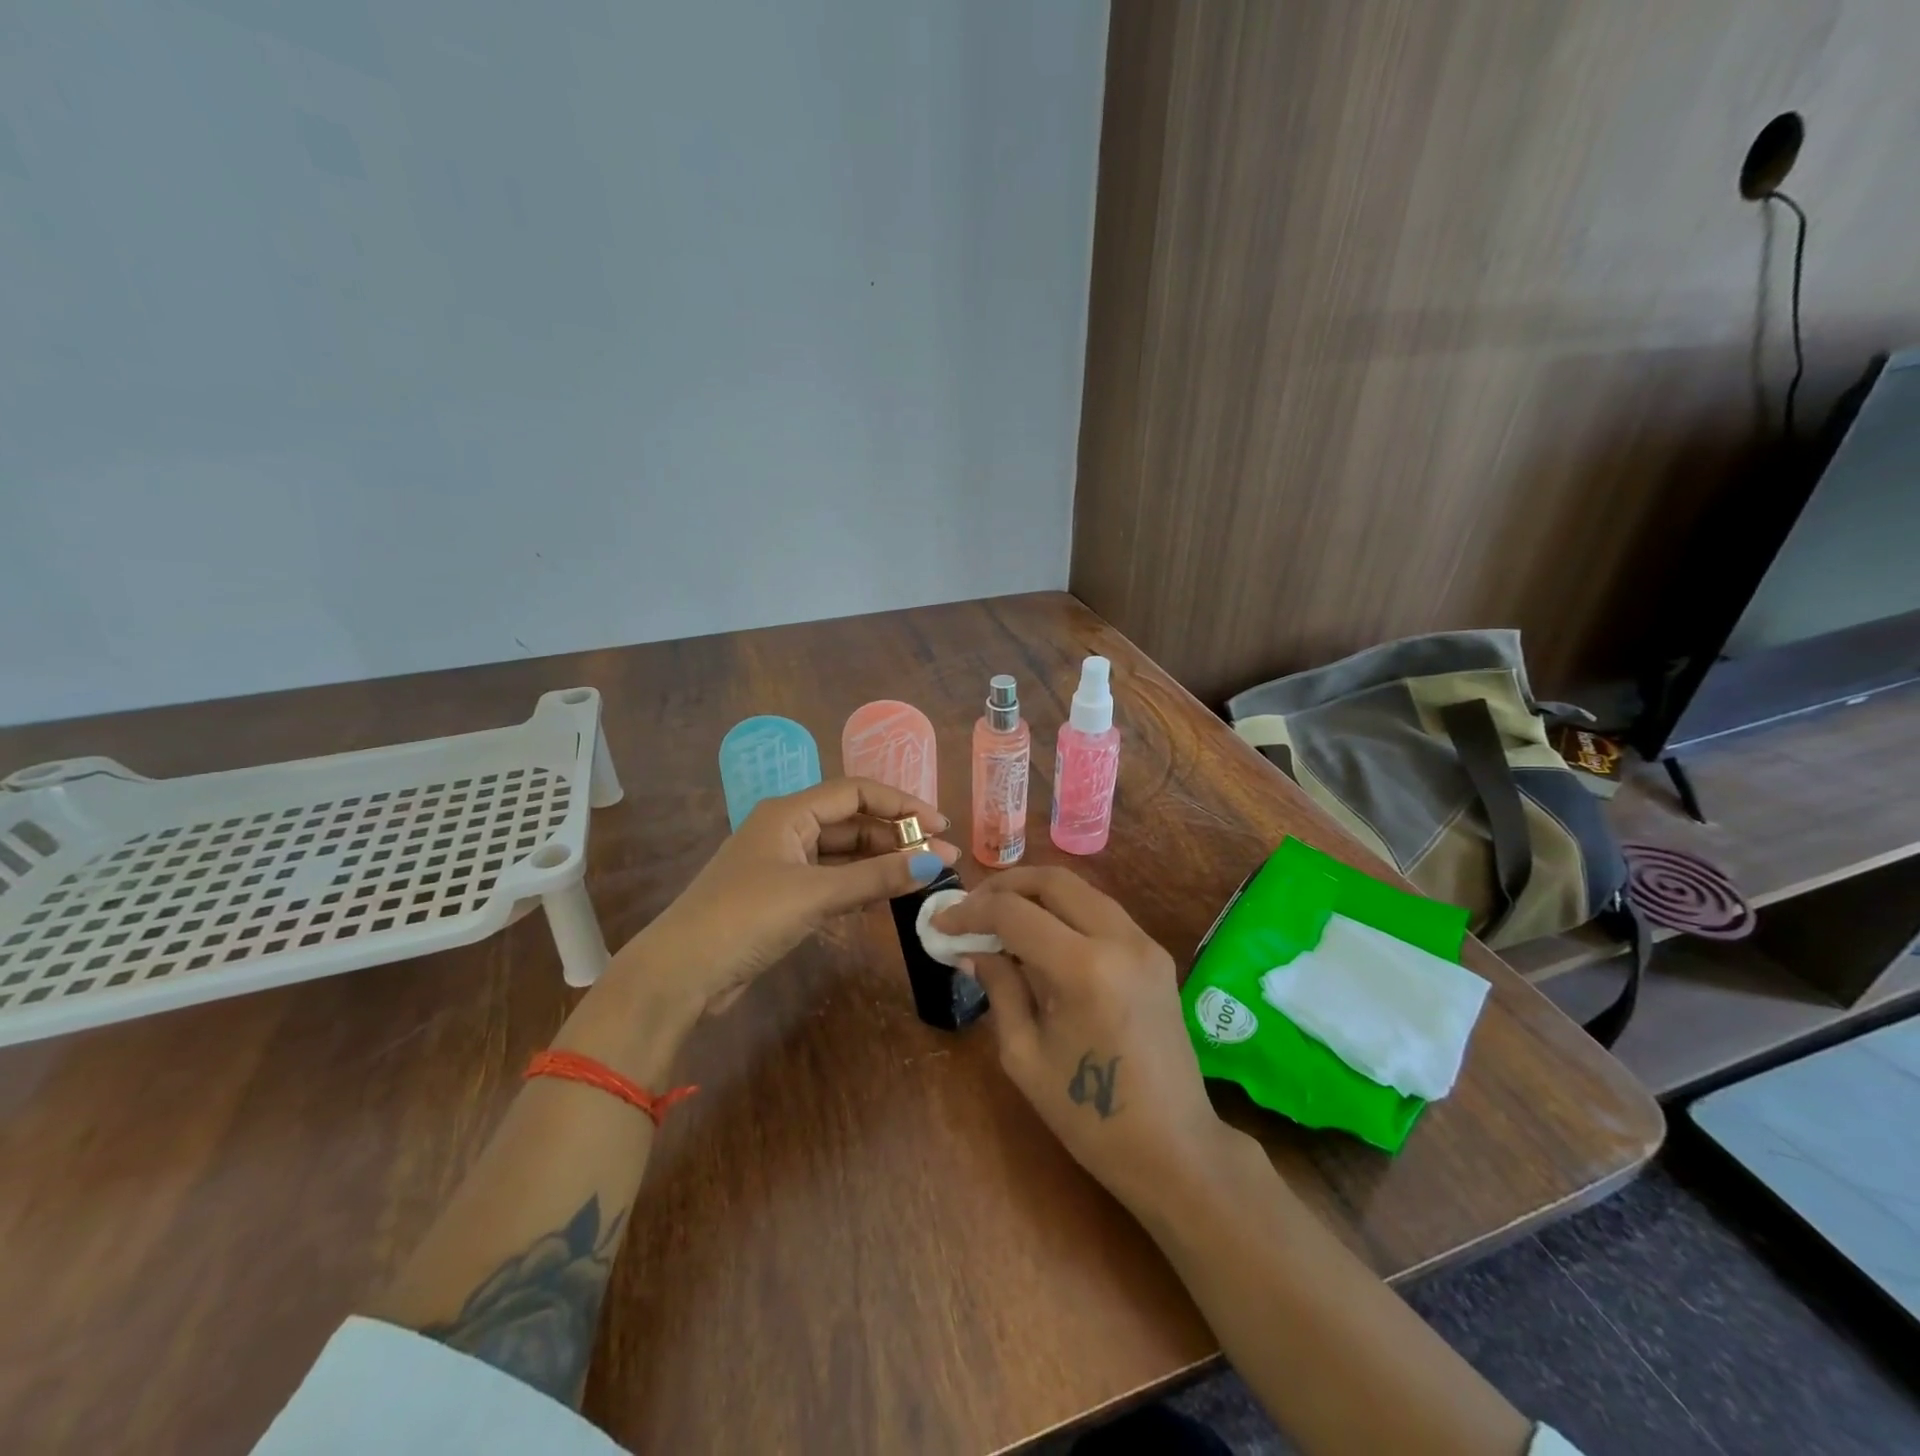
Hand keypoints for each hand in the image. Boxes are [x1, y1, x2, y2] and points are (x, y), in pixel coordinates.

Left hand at [628, 778, 958, 1016]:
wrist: (681, 973)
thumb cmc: (745, 918)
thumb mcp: (815, 894)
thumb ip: (876, 878)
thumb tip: (936, 862)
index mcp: (789, 812)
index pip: (856, 792)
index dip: (901, 804)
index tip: (940, 825)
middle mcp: (789, 829)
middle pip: (854, 821)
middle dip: (897, 836)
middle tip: (941, 857)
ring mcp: (785, 864)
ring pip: (845, 852)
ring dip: (883, 861)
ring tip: (925, 874)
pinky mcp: (784, 896)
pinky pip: (834, 879)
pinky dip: (862, 884)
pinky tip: (890, 894)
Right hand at [931, 867, 1232, 1213]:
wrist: (1176, 1150)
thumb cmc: (1090, 1118)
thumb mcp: (1025, 1056)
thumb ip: (999, 988)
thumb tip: (973, 949)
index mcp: (1084, 968)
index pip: (1014, 914)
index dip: (970, 913)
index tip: (941, 923)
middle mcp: (1119, 940)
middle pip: (1053, 880)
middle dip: (1004, 886)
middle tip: (971, 908)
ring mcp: (1145, 943)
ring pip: (1081, 889)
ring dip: (1036, 893)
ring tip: (1000, 918)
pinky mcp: (1156, 954)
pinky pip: (1102, 912)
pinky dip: (1066, 911)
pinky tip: (1041, 936)